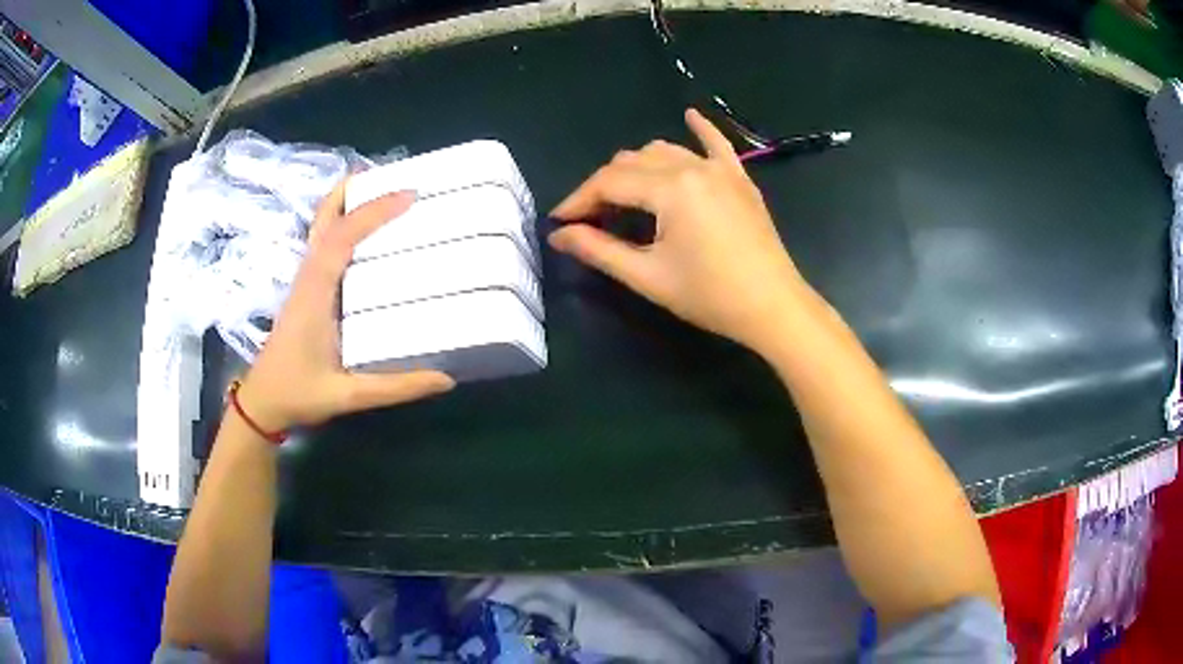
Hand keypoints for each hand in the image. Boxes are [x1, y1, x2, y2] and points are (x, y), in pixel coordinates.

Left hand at [237, 182, 453, 432]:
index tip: (410, 195)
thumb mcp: (347, 395)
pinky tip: (364, 231)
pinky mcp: (306, 289)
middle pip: (325, 219)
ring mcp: (304, 281)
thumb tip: (446, 377)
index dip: (373, 212)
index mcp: (314, 293)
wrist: (262, 403)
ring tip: (382, 190)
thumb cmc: (298, 394)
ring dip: (348, 204)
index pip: (342, 238)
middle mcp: (307, 277)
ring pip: (322, 228)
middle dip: (354, 191)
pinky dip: (343, 224)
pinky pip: (324, 244)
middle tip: (391, 175)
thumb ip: (395, 387)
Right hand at [549, 109, 810, 351]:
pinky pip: (717, 144)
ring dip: (637, 166)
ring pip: (665, 151)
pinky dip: (700, 129)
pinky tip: (690, 115)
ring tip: (623, 194)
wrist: (773, 307)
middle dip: (604, 186)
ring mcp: (721, 169)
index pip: (609, 182)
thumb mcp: (648, 276)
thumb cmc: (710, 296)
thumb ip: (599, 250)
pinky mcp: (740, 179)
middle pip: (632, 162)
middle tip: (590, 219)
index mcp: (670, 189)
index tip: (559, 221)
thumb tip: (559, 235)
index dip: (578, 199)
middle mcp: (693, 167)